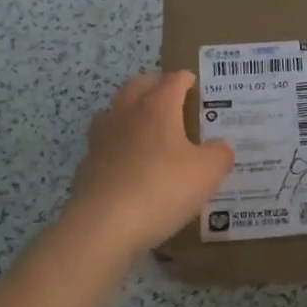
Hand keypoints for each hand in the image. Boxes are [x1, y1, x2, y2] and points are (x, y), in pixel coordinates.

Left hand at [64, 72, 234, 254]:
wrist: (103, 226)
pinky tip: (127, 163)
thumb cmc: (162, 189)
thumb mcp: (207, 173)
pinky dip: (117, 145)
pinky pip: (104, 144)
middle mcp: (126, 114)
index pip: (173, 81)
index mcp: (157, 108)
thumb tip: (219, 146)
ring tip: (146, 126)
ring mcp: (101, 139)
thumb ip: (220, 154)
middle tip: (170, 96)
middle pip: (138, 86)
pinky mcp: (87, 165)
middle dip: (154, 85)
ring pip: (114, 111)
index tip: (194, 84)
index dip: (186, 80)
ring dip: (130, 111)